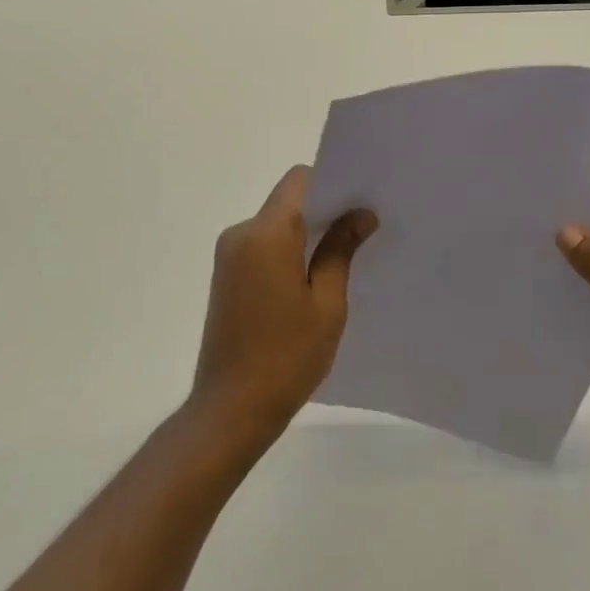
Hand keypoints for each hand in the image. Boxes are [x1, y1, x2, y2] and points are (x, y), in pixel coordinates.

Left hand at [190, 166, 377, 448]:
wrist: (231, 410)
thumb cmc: (287, 356)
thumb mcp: (327, 303)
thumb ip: (341, 250)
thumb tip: (361, 214)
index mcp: (266, 234)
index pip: (300, 180)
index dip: (332, 183)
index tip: (360, 203)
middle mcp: (241, 234)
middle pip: (288, 200)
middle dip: (324, 209)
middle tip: (363, 229)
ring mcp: (229, 255)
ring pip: (276, 223)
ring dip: (306, 232)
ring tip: (343, 257)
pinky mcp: (226, 276)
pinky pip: (264, 245)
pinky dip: (289, 250)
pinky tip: (312, 279)